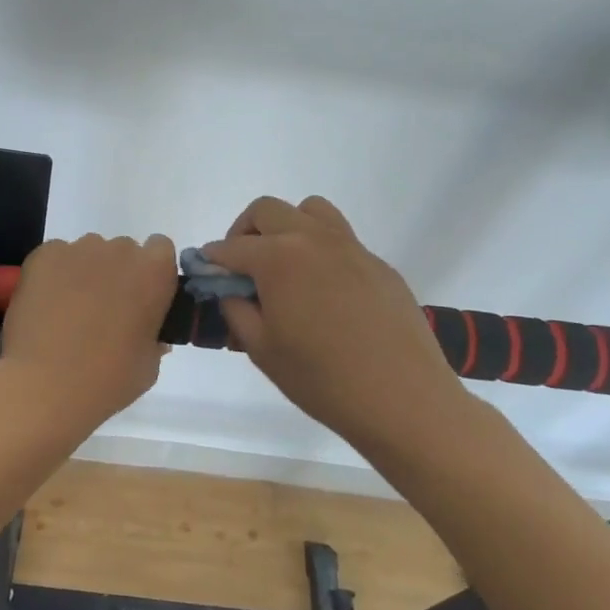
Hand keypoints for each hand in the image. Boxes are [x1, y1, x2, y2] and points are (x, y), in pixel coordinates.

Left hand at [0, 233, 178, 432]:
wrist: (46, 385)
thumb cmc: (108, 379)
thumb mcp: (148, 366)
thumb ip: (153, 339)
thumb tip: (147, 333)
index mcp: (154, 272)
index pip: (160, 250)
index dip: (150, 273)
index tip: (141, 298)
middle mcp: (119, 251)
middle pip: (122, 251)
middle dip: (116, 273)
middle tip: (105, 310)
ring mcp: (78, 250)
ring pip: (88, 253)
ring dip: (85, 273)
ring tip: (70, 311)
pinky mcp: (43, 256)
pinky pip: (56, 258)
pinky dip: (54, 275)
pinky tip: (46, 306)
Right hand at [201, 197, 472, 450]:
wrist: (403, 399)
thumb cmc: (321, 379)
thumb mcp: (261, 349)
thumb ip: (236, 309)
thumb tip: (231, 289)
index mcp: (278, 258)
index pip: (231, 247)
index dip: (212, 260)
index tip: (206, 275)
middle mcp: (313, 239)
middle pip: (267, 211)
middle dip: (245, 232)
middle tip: (242, 268)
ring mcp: (351, 247)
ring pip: (310, 211)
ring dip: (287, 227)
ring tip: (285, 266)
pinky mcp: (378, 265)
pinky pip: (341, 240)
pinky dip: (320, 251)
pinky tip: (325, 293)